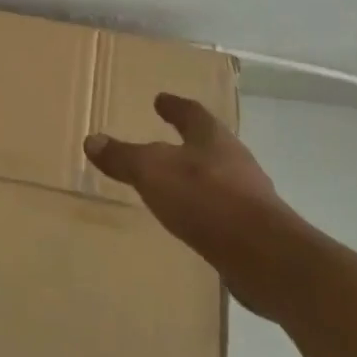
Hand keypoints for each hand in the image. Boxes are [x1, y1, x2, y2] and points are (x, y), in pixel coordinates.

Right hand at [85, 93, 299, 316]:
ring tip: (173, 181)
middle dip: (188, 141)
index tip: (161, 99)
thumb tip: (92, 140)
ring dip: (196, 176)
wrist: (264, 257)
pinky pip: (221, 210)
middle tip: (166, 139)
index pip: (191, 113)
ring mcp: (248, 196)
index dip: (174, 106)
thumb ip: (123, 157)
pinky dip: (203, 208)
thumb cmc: (206, 199)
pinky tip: (189, 219)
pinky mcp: (253, 230)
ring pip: (217, 177)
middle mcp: (234, 161)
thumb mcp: (152, 172)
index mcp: (212, 139)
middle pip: (209, 144)